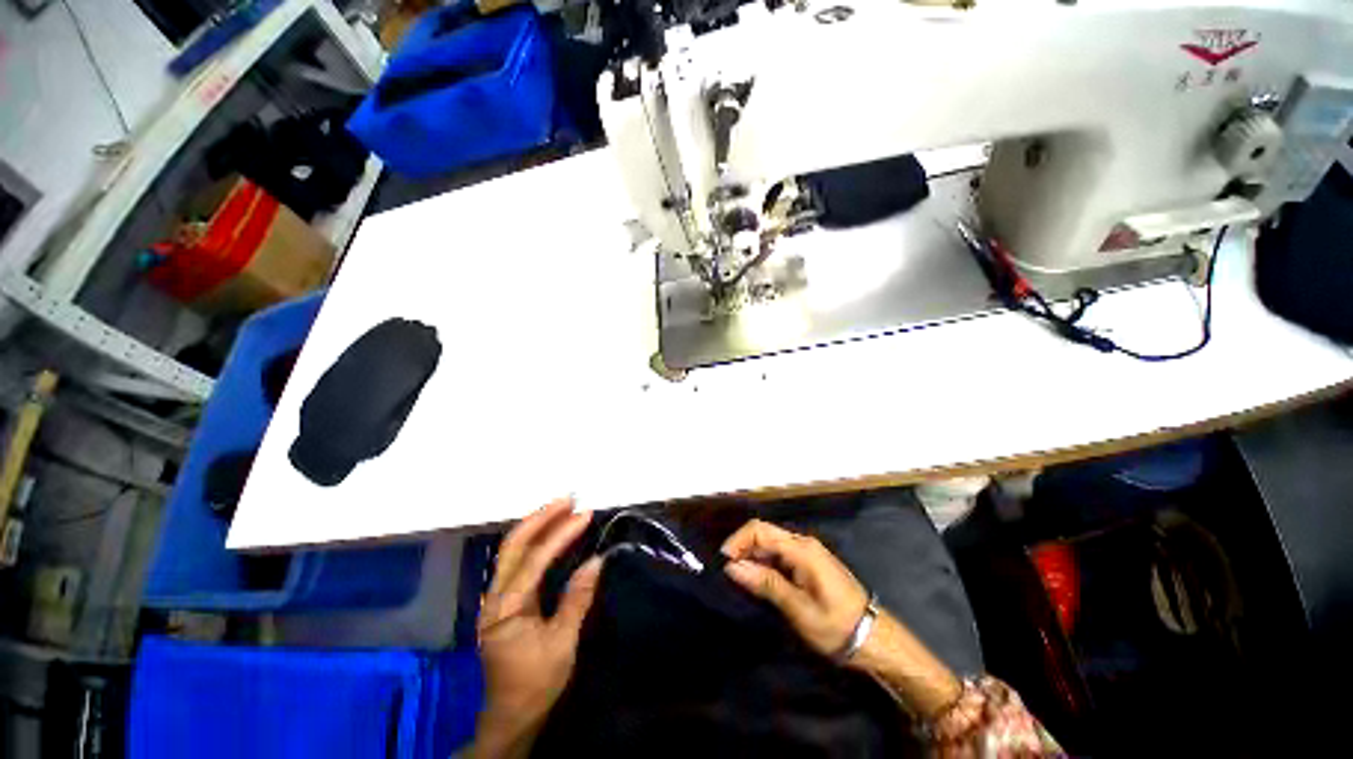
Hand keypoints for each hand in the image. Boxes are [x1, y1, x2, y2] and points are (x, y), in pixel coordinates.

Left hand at [473, 499, 601, 757]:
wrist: (511, 716)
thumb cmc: (536, 683)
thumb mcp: (562, 643)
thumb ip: (577, 599)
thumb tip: (596, 560)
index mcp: (505, 609)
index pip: (535, 560)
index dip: (561, 534)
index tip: (585, 515)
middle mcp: (494, 597)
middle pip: (513, 544)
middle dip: (541, 517)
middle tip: (569, 499)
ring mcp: (496, 597)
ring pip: (512, 549)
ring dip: (538, 524)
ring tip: (564, 507)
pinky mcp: (504, 599)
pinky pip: (517, 559)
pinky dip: (535, 539)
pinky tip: (551, 531)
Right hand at [720, 519, 868, 656]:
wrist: (873, 638)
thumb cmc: (835, 625)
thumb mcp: (798, 608)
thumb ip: (765, 583)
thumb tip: (732, 567)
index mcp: (801, 549)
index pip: (760, 530)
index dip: (738, 541)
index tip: (723, 562)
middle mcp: (803, 543)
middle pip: (764, 533)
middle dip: (743, 548)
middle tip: (729, 573)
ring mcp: (808, 552)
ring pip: (771, 543)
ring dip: (752, 556)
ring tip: (740, 578)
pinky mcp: (809, 562)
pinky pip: (780, 554)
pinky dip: (765, 562)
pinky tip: (759, 579)